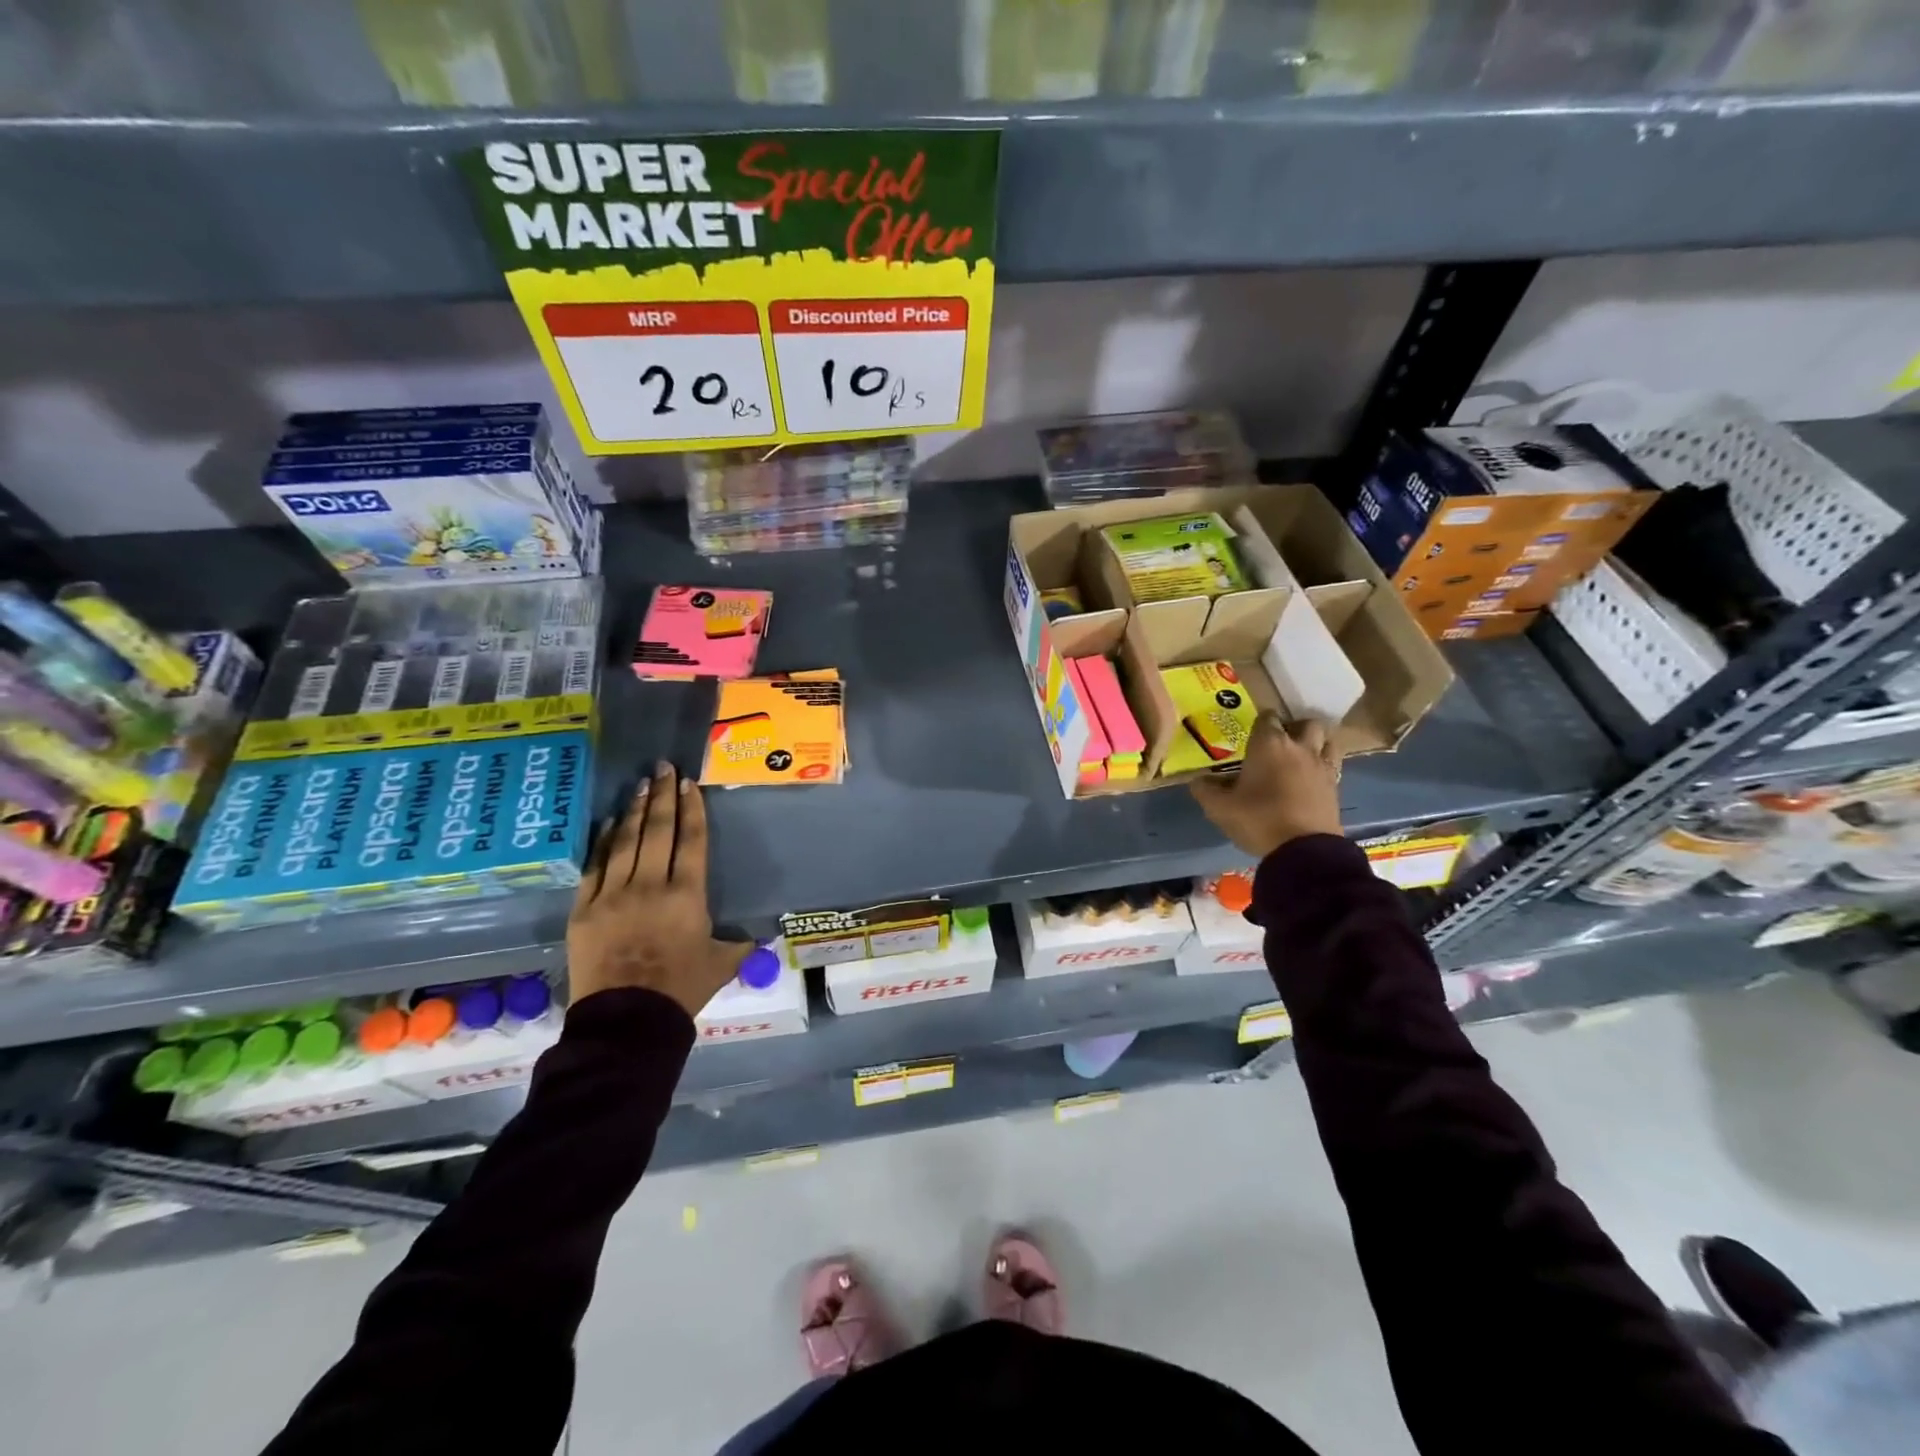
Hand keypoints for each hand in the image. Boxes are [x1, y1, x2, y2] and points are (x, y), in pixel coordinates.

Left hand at [567, 762, 751, 1017]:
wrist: (627, 1022)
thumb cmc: (681, 990)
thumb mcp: (722, 964)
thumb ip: (739, 943)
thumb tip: (758, 936)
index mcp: (687, 896)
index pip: (692, 841)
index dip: (692, 809)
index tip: (689, 784)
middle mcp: (650, 885)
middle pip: (658, 831)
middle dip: (663, 796)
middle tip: (664, 768)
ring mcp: (613, 895)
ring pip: (626, 841)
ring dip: (635, 810)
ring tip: (641, 784)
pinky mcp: (584, 909)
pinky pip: (595, 866)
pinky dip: (604, 841)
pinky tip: (610, 822)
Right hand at [1190, 714, 1342, 858]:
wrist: (1303, 850)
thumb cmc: (1258, 819)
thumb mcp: (1220, 808)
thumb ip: (1205, 790)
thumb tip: (1197, 780)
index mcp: (1268, 744)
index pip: (1267, 717)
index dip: (1260, 723)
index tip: (1251, 735)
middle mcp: (1298, 748)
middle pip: (1306, 723)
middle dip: (1294, 728)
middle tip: (1280, 744)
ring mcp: (1321, 767)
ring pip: (1327, 740)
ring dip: (1316, 744)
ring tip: (1300, 758)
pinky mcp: (1335, 787)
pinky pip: (1332, 766)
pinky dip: (1323, 767)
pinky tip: (1310, 781)